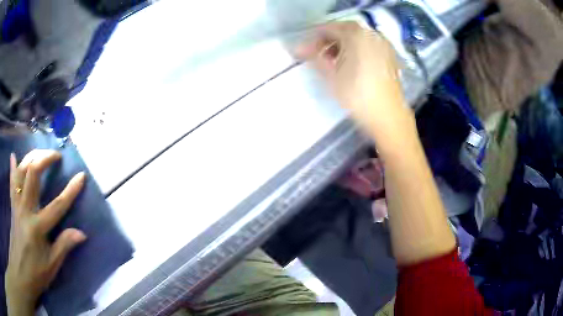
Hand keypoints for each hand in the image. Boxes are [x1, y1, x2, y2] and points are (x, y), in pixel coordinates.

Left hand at [5, 150, 85, 315]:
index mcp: (37, 228)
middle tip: (56, 156)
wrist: (21, 270)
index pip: (57, 206)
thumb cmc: (36, 273)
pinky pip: (12, 181)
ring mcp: (16, 204)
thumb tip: (81, 233)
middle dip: (45, 158)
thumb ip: (63, 246)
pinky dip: (13, 167)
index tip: (81, 176)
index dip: (70, 191)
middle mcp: (25, 210)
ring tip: (41, 153)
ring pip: (21, 171)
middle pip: (33, 173)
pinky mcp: (12, 204)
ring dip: (31, 157)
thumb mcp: (52, 266)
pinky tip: (14, 156)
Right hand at [296, 22, 408, 134]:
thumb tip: (300, 49)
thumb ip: (314, 58)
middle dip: (328, 40)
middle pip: (344, 30)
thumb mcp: (331, 76)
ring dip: (341, 45)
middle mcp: (372, 35)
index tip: (302, 51)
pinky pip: (368, 46)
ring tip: (331, 61)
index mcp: (356, 35)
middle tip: (316, 54)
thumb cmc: (357, 95)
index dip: (313, 38)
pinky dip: (356, 50)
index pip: (329, 28)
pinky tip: (350, 64)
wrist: (388, 117)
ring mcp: (383, 45)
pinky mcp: (390, 57)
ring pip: (357, 38)